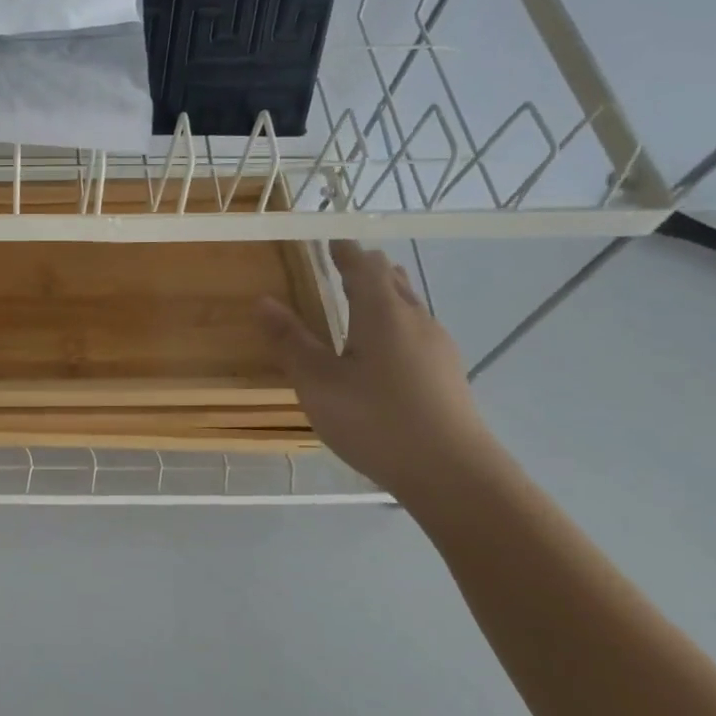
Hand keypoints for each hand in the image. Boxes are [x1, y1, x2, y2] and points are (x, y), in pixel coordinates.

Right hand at [259, 240, 496, 493]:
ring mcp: (438, 347)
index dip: (346, 251)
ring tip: (360, 301)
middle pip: (393, 281)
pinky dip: (395, 322)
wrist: (452, 473)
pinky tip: (383, 349)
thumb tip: (263, 301)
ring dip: (384, 295)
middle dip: (366, 270)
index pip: (365, 266)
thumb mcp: (318, 382)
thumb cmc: (375, 420)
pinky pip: (417, 330)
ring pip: (409, 306)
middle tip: (341, 267)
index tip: (330, 241)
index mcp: (383, 313)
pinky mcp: (447, 373)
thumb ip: (290, 341)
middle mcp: (416, 320)